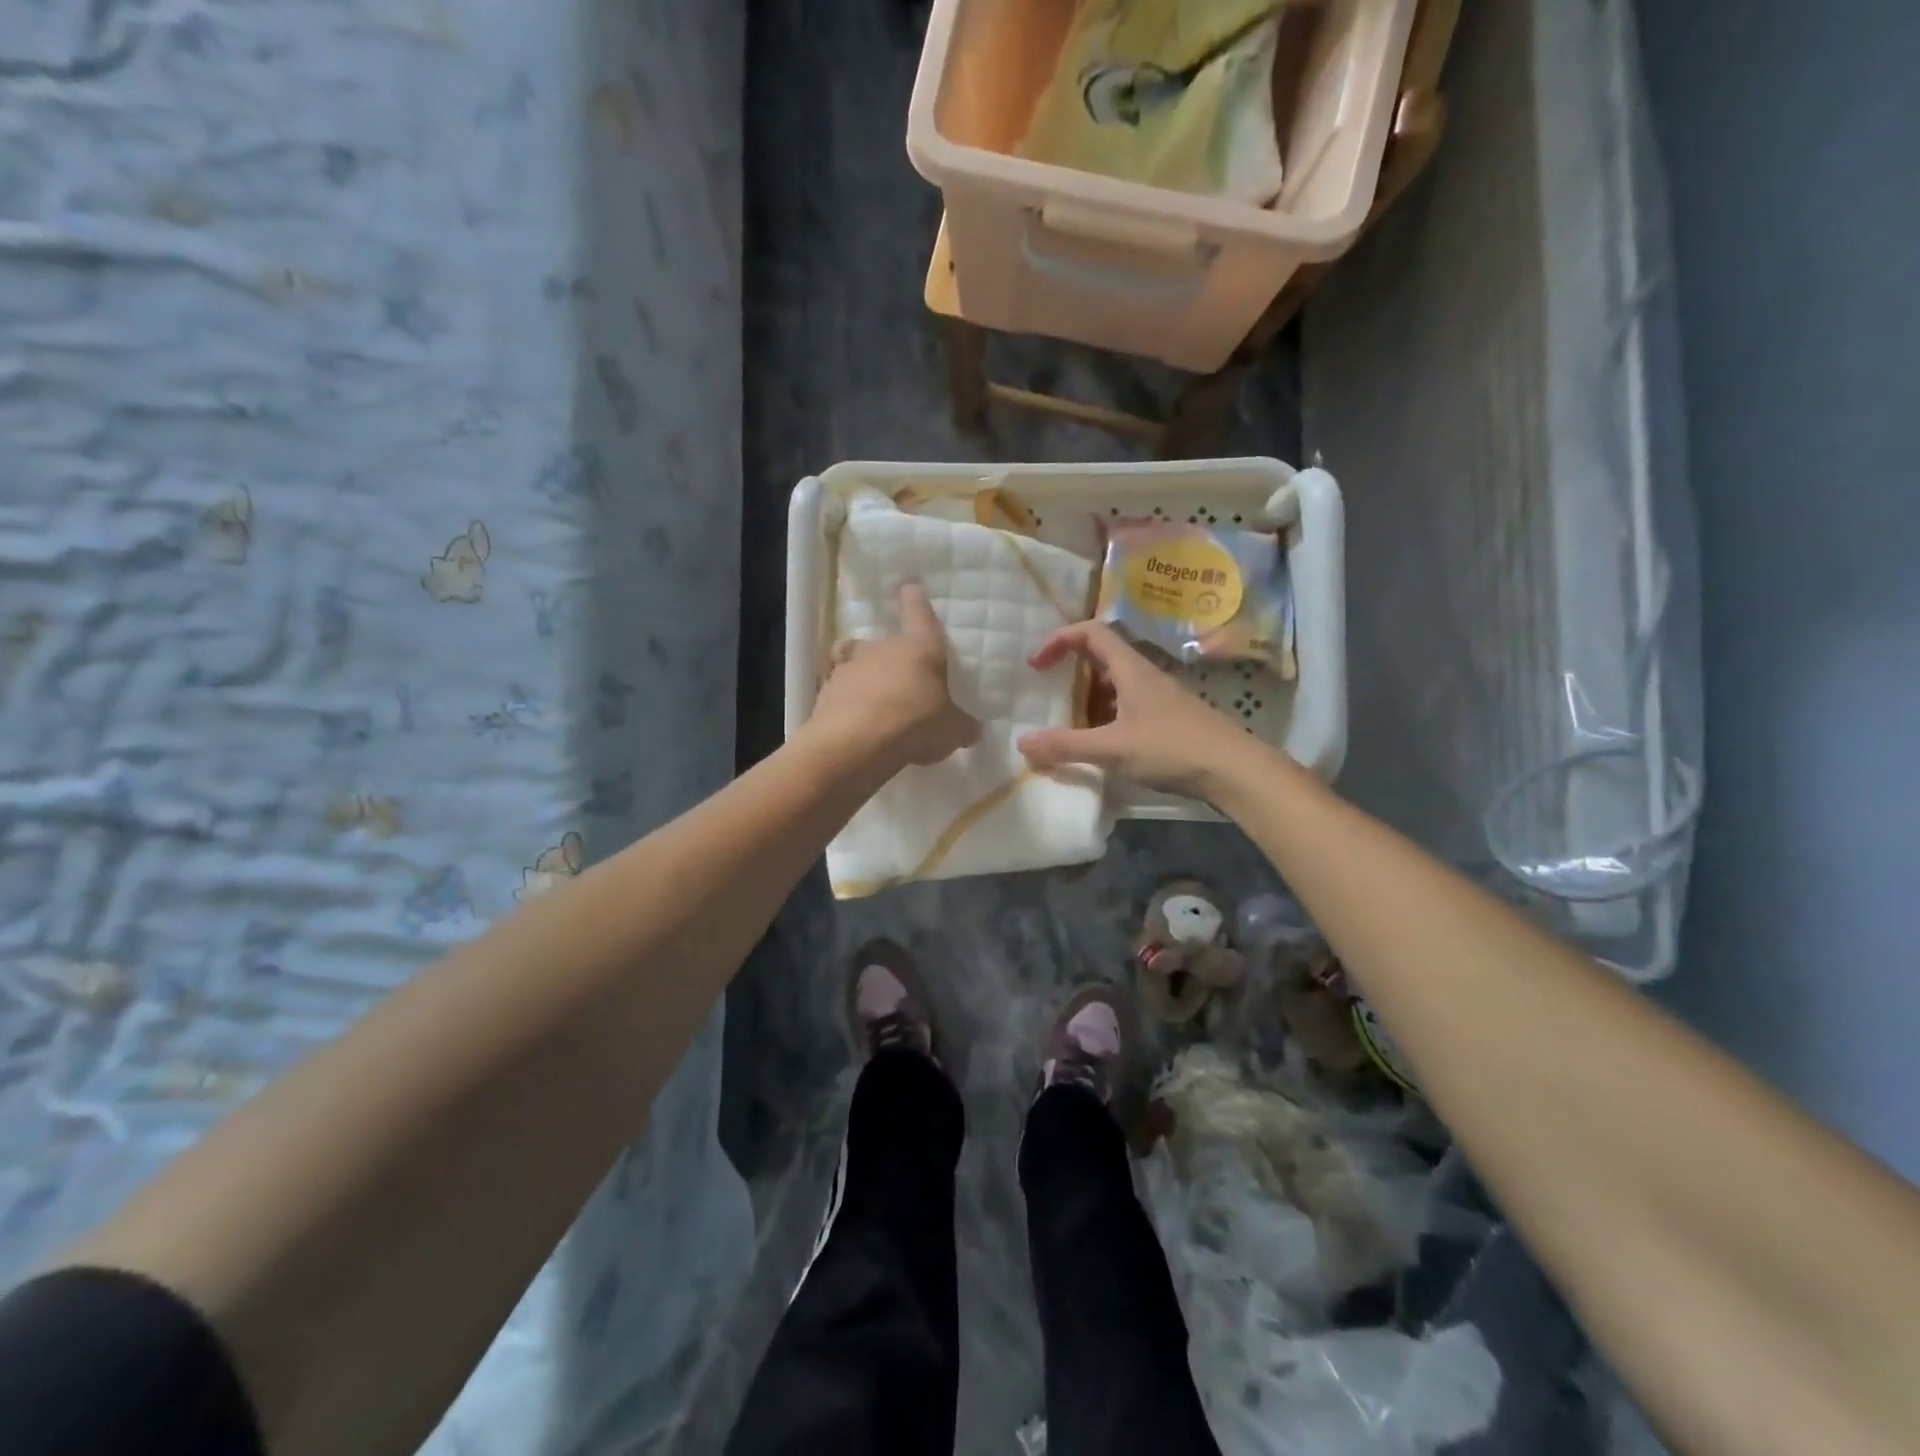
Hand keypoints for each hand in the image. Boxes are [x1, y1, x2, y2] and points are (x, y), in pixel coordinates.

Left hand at [808, 584, 979, 768]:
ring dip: (867, 680)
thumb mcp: (952, 731)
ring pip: (858, 665)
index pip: (919, 613)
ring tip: (875, 707)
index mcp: (920, 648)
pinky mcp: (825, 692)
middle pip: (885, 643)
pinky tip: (856, 725)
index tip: (910, 588)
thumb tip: (971, 729)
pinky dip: (848, 704)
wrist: (854, 744)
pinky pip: (840, 692)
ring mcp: (849, 668)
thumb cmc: (914, 724)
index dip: (916, 600)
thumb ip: (961, 726)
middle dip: (892, 658)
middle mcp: (882, 649)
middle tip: (902, 682)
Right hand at [1017, 621, 1252, 797]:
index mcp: (1131, 669)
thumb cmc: (1172, 748)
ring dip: (1087, 697)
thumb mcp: (1113, 749)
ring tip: (1067, 723)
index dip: (1059, 640)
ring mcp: (1158, 698)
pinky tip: (1099, 743)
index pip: (1091, 632)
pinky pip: (1126, 707)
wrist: (1234, 770)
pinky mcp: (1166, 720)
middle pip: (1101, 656)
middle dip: (1070, 670)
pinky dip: (1105, 717)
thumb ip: (1066, 745)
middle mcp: (1144, 676)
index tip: (1036, 665)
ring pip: (1114, 685)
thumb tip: (1022, 743)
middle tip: (1048, 693)